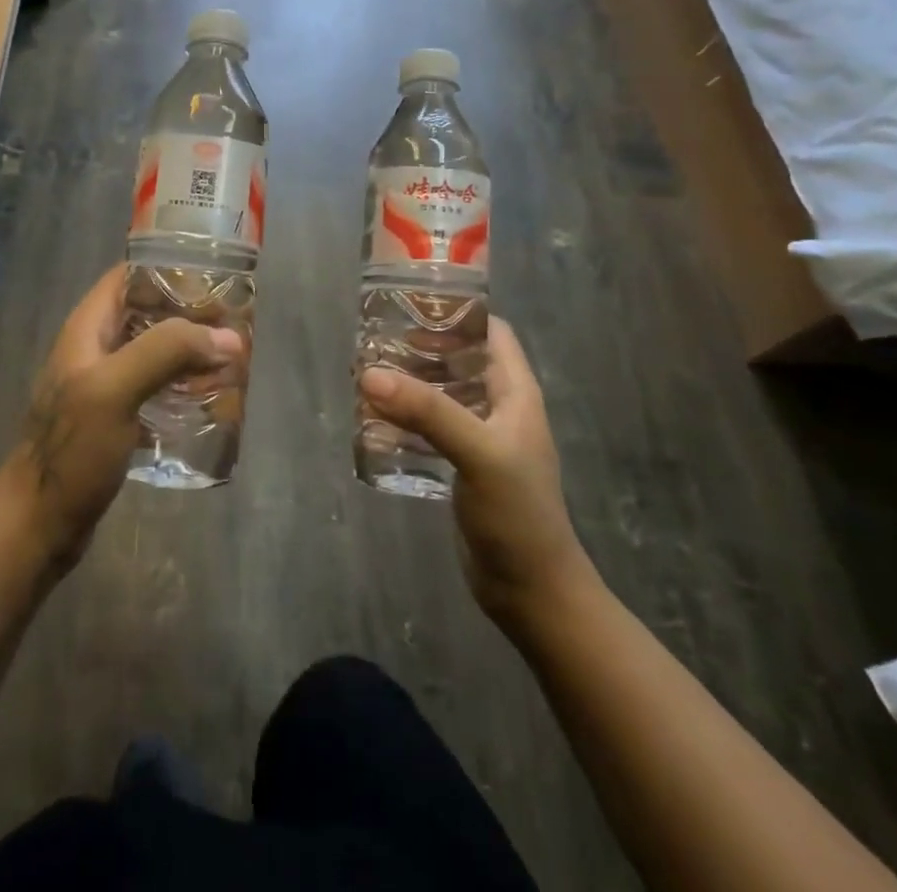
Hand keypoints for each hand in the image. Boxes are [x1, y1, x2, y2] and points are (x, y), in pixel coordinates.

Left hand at [0, 266, 243, 573]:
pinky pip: (154, 387)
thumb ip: (166, 352)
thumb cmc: (71, 452)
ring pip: (154, 350)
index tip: (215, 277)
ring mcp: (104, 385)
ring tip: (231, 357)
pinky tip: (209, 398)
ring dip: (189, 350)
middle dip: (189, 313)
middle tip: (234, 323)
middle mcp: (95, 348)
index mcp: (88, 328)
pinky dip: (181, 385)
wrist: (37, 526)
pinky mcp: (115, 418)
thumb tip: (227, 337)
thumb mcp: (115, 390)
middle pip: (147, 312)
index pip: (129, 275)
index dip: (169, 268)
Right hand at [361, 319, 592, 638]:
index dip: (457, 313)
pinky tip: (373, 421)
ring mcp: (480, 439)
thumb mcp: (477, 453)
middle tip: (374, 341)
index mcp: (515, 392)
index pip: (491, 332)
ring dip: (408, 384)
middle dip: (420, 348)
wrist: (530, 592)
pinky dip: (404, 419)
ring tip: (365, 375)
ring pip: (440, 394)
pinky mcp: (461, 466)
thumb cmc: (517, 514)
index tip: (411, 304)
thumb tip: (369, 374)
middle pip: (459, 360)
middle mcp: (498, 408)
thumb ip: (428, 411)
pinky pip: (430, 428)